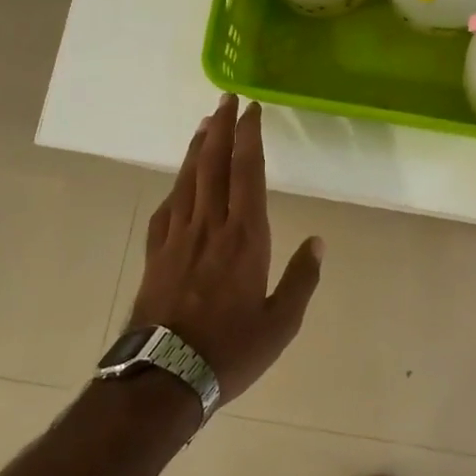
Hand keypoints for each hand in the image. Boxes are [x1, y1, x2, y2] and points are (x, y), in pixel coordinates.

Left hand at [128, 95, 322, 403]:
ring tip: (205, 123)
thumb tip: (318, 241)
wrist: (163, 377)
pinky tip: (178, 180)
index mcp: (245, 237)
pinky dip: (175, 184)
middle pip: (214, 165)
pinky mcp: (156, 253)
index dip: (249, 137)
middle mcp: (210, 226)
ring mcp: (178, 237)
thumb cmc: (229, 350)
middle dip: (221, 127)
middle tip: (226, 98)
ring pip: (188, 179)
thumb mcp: (281, 323)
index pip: (247, 172)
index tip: (251, 109)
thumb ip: (302, 279)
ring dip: (197, 147)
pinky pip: (167, 207)